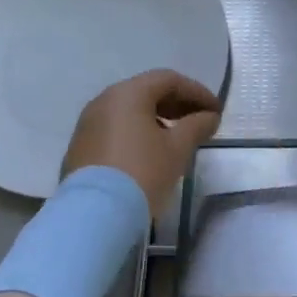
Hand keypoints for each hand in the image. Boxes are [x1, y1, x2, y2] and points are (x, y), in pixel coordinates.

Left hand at [61, 69, 220, 213]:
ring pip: (129, 111)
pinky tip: (151, 152)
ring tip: (178, 138)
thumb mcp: (177, 149)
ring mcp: (88, 124)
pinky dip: (137, 132)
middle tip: (201, 122)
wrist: (94, 216)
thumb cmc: (142, 173)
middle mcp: (104, 100)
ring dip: (158, 118)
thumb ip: (197, 126)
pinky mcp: (80, 147)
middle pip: (147, 92)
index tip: (216, 111)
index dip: (197, 92)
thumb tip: (209, 117)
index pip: (168, 80)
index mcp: (128, 93)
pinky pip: (115, 128)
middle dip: (178, 104)